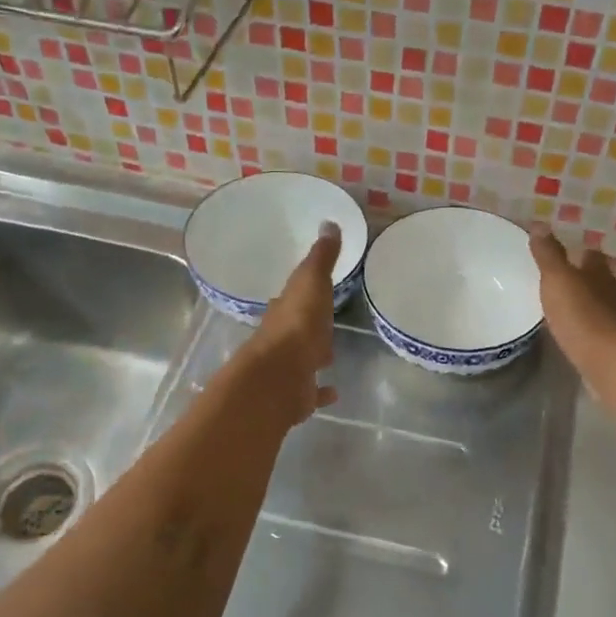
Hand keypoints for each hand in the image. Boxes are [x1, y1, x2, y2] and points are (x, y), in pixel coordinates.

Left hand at [240, 222, 341, 425]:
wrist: (281, 375)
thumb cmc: (298, 324)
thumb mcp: (312, 282)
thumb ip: (322, 257)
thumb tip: (329, 222)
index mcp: (285, 311)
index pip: (293, 298)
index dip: (303, 294)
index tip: (313, 290)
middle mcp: (282, 339)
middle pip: (296, 329)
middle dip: (308, 326)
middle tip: (323, 324)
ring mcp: (289, 369)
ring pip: (302, 360)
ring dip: (313, 357)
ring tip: (329, 355)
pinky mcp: (298, 394)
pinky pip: (312, 392)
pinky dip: (322, 391)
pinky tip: (334, 392)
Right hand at [529, 226, 615, 369]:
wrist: (609, 362)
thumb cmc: (582, 315)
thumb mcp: (558, 279)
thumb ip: (548, 254)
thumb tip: (540, 224)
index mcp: (598, 272)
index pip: (590, 254)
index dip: (576, 251)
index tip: (558, 252)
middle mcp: (609, 292)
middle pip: (594, 278)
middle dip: (578, 277)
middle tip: (553, 278)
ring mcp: (612, 320)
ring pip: (594, 303)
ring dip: (579, 302)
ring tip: (555, 304)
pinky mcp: (608, 344)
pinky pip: (591, 328)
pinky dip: (580, 325)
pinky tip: (566, 330)